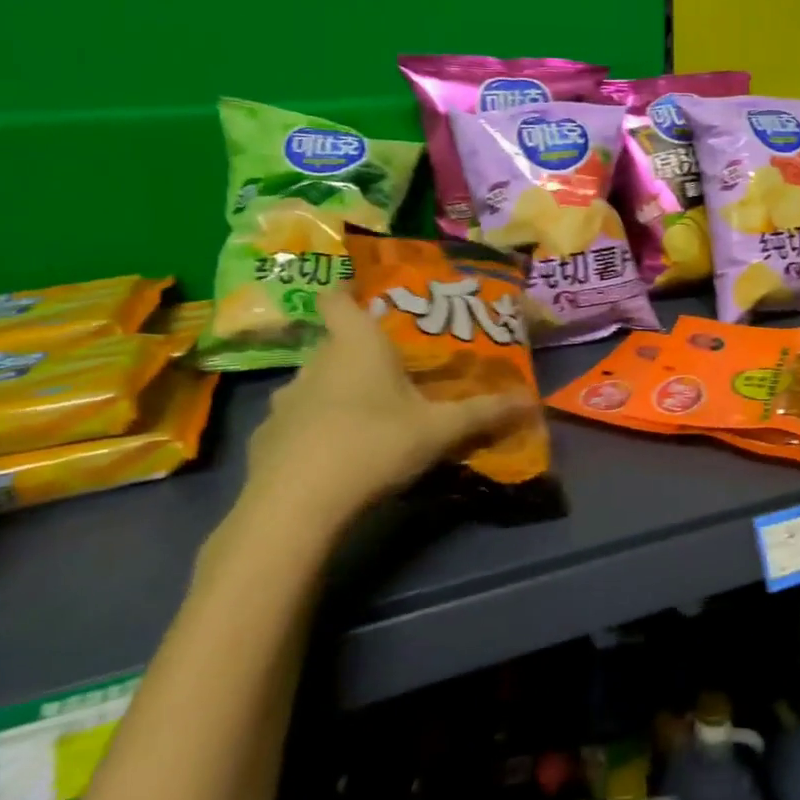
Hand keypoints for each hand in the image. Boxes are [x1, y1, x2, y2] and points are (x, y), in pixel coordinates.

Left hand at [226, 289, 527, 556]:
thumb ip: (484, 413)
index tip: (367, 297)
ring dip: (338, 392)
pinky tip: (337, 454)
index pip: (337, 298)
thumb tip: (532, 401)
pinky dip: (316, 429)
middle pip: (334, 343)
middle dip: (361, 352)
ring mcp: (284, 402)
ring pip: (315, 383)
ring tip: (370, 414)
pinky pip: (298, 422)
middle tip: (395, 369)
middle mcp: (315, 363)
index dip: (348, 292)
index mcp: (356, 345)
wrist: (294, 507)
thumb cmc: (374, 444)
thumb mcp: (440, 430)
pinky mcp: (267, 440)